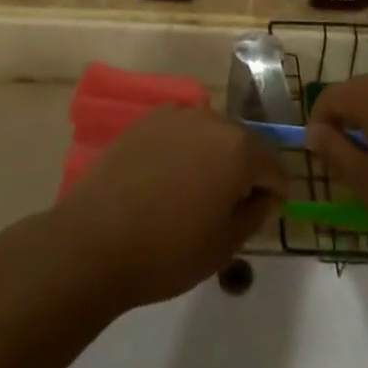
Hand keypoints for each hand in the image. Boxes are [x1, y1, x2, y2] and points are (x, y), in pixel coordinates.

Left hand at [52, 107, 286, 310]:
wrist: (93, 242)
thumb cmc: (168, 251)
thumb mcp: (226, 244)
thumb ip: (256, 213)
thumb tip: (265, 195)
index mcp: (239, 148)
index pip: (274, 166)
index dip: (273, 193)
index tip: (259, 217)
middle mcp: (211, 120)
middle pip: (243, 143)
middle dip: (244, 171)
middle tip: (227, 208)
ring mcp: (174, 116)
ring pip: (210, 134)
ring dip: (213, 157)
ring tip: (194, 194)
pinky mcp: (144, 122)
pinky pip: (179, 132)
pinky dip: (183, 150)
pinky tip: (166, 180)